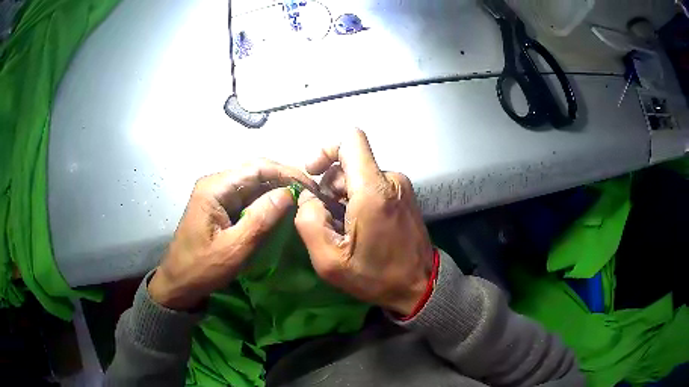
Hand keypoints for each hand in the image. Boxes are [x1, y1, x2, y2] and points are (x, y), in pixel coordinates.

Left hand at [149, 159, 317, 309]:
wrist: (179, 283)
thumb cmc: (202, 268)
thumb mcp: (234, 248)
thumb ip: (260, 219)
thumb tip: (288, 193)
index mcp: (214, 188)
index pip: (256, 168)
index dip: (286, 173)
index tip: (311, 185)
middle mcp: (216, 184)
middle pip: (255, 172)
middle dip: (284, 180)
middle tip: (311, 193)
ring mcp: (217, 195)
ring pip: (253, 184)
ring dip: (277, 190)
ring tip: (302, 200)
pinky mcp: (220, 207)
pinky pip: (248, 198)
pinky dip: (267, 201)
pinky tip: (282, 209)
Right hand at [294, 129, 433, 315]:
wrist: (419, 286)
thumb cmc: (376, 276)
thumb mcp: (329, 261)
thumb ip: (309, 222)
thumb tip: (308, 197)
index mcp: (373, 190)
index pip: (351, 139)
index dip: (325, 149)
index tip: (313, 173)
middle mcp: (390, 180)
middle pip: (349, 163)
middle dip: (330, 187)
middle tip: (328, 220)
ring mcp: (401, 186)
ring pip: (359, 176)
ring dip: (343, 197)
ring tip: (344, 229)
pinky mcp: (404, 194)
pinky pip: (372, 185)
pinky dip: (358, 200)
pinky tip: (358, 227)